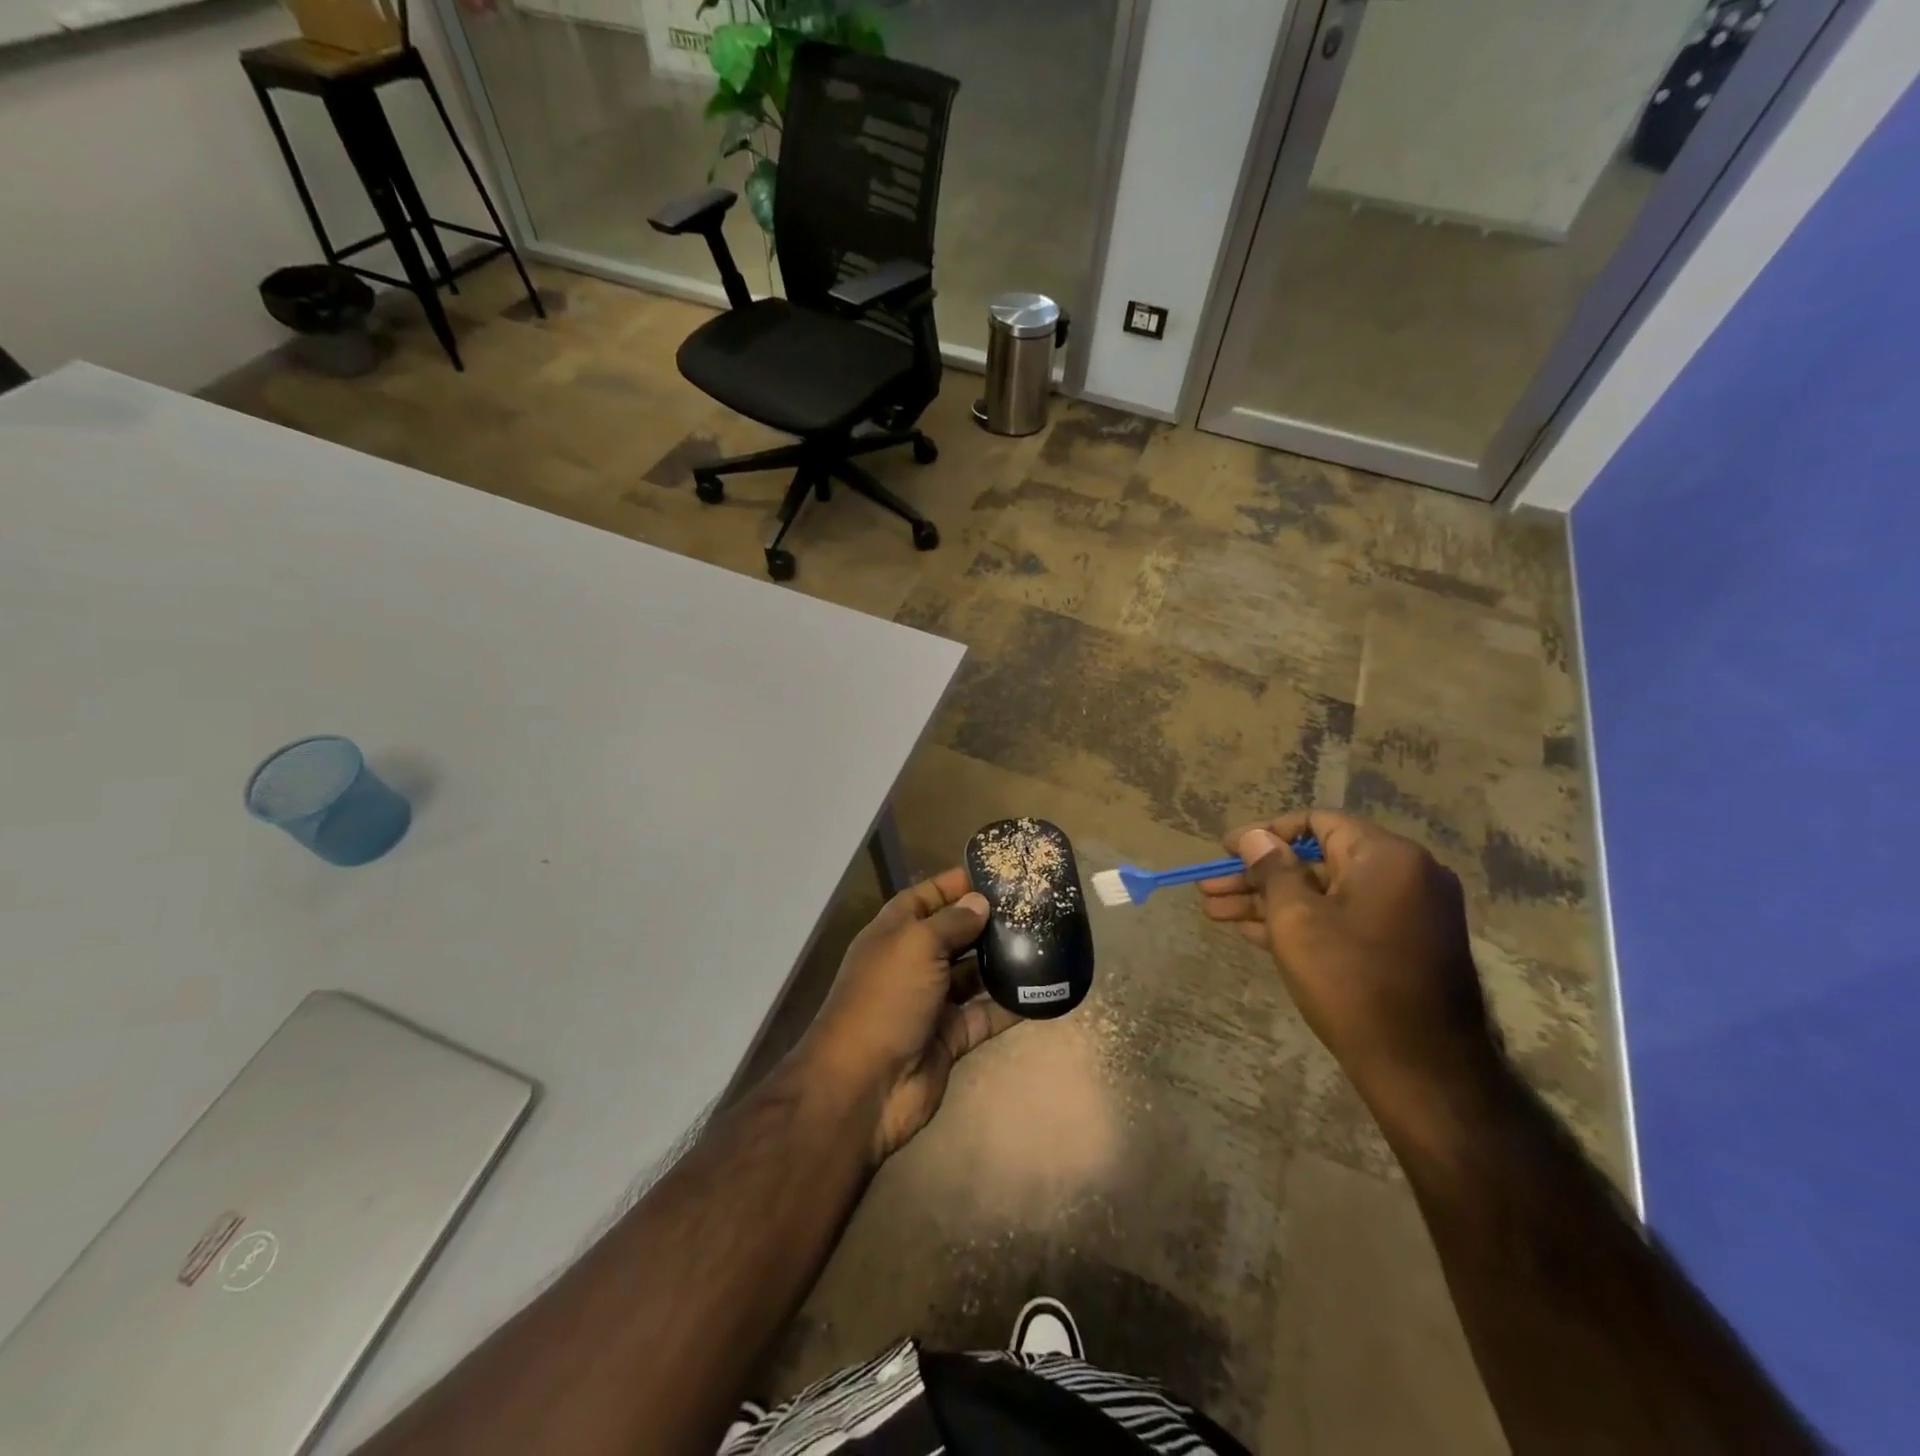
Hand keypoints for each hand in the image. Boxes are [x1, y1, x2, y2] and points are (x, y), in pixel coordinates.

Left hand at [798, 867, 1018, 1164]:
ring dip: (1002, 960)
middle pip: (954, 933)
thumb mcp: (916, 946)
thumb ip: (952, 922)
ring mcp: (932, 1001)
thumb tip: (980, 902)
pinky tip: (1042, 989)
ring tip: (1045, 941)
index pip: (927, 896)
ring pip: (973, 973)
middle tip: (1033, 906)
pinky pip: (985, 1014)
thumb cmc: (885, 999)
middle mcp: (913, 962)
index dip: (956, 883)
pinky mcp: (951, 1037)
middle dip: (987, 920)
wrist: (863, 1086)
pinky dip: (1010, 1005)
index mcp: (895, 933)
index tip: (997, 873)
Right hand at [1199, 809, 1499, 1110]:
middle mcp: (1405, 874)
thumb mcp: (1295, 919)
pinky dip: (1302, 922)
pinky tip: (1252, 932)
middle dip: (1257, 875)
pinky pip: (1344, 919)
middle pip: (1316, 860)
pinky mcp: (1403, 946)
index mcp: (1386, 856)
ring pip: (1325, 894)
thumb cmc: (1351, 981)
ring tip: (1216, 913)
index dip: (1264, 833)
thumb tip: (1253, 836)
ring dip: (1271, 901)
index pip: (1316, 822)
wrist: (1423, 1070)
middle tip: (1210, 888)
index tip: (1224, 850)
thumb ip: (1271, 868)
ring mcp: (1407, 913)